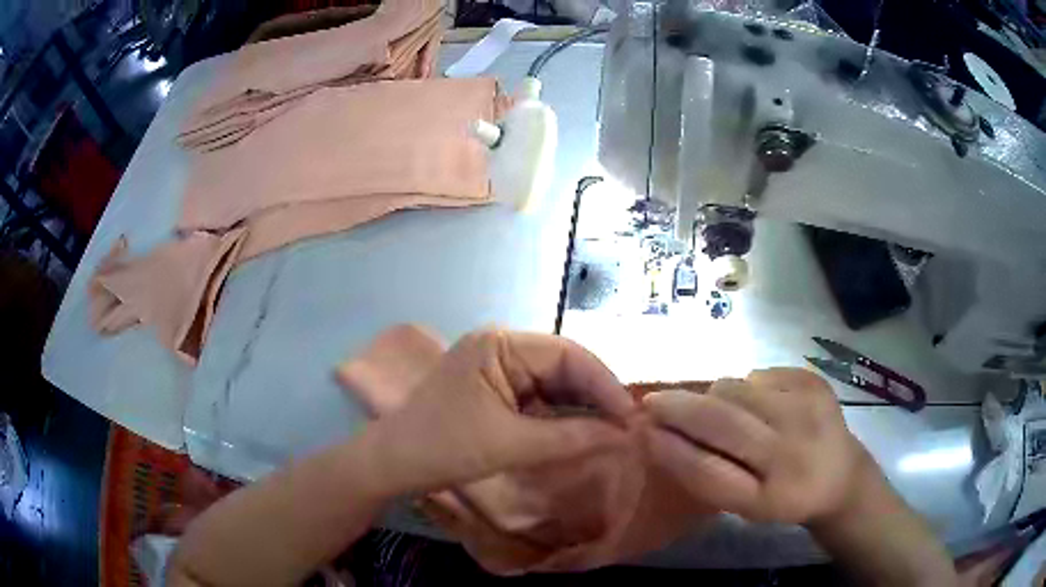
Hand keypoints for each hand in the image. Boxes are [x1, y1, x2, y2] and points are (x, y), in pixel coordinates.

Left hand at [362, 329, 634, 497]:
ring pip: (554, 383)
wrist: (392, 464)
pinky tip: (584, 430)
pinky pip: (538, 398)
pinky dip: (561, 415)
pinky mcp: (495, 390)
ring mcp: (497, 368)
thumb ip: (572, 437)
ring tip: (615, 429)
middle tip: (628, 426)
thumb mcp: (512, 444)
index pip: (568, 355)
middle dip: (596, 396)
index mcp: (500, 344)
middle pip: (563, 366)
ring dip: (582, 407)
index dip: (605, 385)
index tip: (632, 416)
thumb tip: (624, 436)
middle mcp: (501, 347)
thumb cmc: (444, 448)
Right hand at [642, 368, 866, 525]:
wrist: (841, 476)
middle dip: (679, 407)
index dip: (670, 450)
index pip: (708, 472)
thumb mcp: (743, 505)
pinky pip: (759, 374)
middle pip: (722, 421)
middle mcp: (792, 451)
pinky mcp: (815, 381)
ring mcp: (808, 409)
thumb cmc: (784, 498)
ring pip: (736, 389)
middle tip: (652, 402)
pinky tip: (760, 405)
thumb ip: (705, 474)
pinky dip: (746, 387)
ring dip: (715, 397)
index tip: (642, 431)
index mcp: (771, 497)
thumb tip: (660, 433)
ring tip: (722, 413)